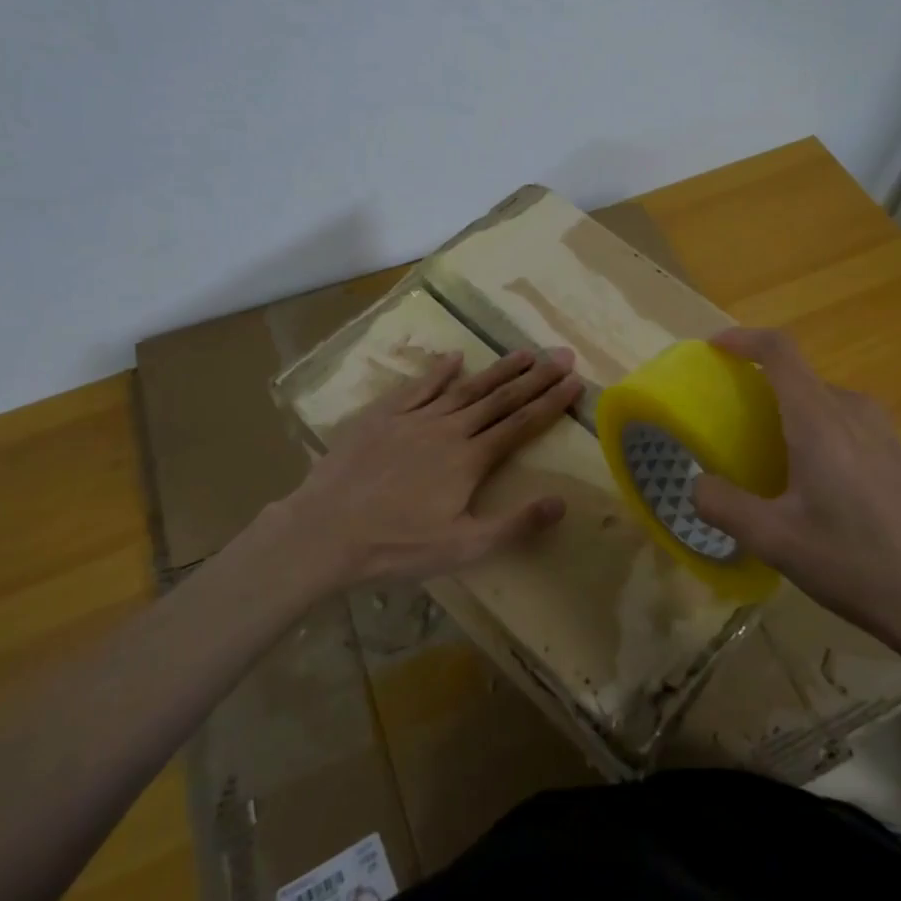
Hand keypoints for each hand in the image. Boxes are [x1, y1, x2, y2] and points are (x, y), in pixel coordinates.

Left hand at [249, 346, 583, 595]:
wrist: (325, 532)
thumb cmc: (397, 546)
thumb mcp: (463, 548)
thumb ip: (514, 524)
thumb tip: (562, 502)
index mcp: (470, 460)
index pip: (521, 424)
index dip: (551, 402)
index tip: (576, 381)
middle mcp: (449, 429)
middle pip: (500, 398)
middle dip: (535, 377)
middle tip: (562, 355)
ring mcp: (414, 419)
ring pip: (464, 388)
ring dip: (497, 370)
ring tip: (524, 352)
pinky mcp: (382, 416)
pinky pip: (417, 387)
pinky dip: (438, 371)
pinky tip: (454, 358)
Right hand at [691, 328, 900, 677]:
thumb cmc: (858, 563)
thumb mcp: (776, 541)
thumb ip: (724, 506)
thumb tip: (695, 483)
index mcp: (820, 419)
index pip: (780, 351)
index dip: (743, 339)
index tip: (713, 348)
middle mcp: (854, 412)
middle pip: (799, 378)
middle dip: (759, 389)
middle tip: (729, 424)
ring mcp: (883, 432)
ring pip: (823, 404)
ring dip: (788, 416)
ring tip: (763, 460)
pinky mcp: (899, 457)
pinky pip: (844, 426)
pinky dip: (814, 435)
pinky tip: (810, 489)